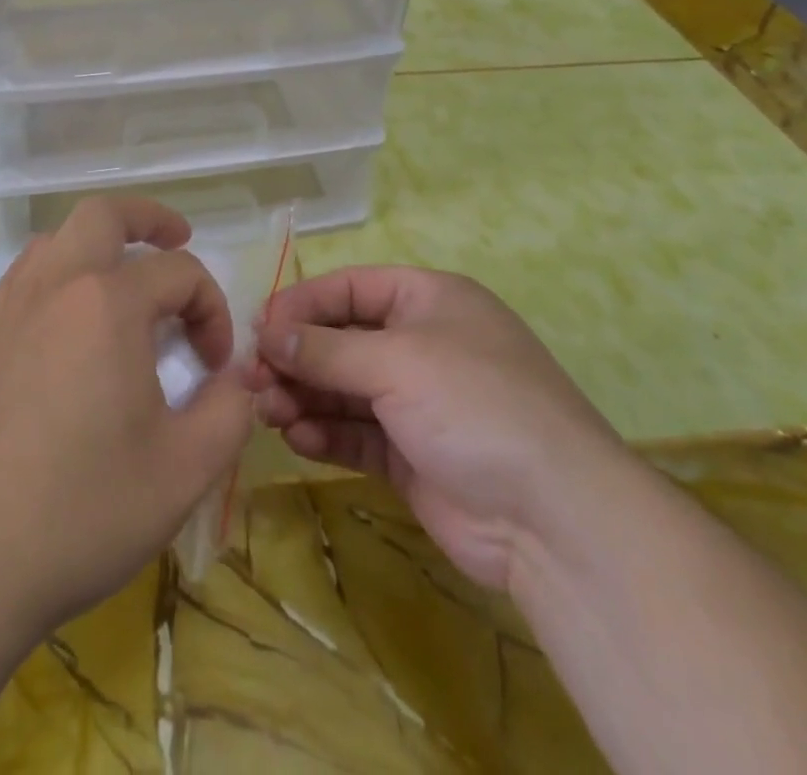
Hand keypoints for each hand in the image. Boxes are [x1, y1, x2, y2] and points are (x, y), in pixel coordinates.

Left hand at [0, 197, 253, 644]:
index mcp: (107, 305)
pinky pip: (28, 274)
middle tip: (179, 239)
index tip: (216, 365)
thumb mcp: (186, 469)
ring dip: (100, 241)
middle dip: (149, 218)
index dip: (212, 309)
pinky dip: (61, 270)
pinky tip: (75, 318)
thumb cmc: (83, 512)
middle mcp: (56, 287)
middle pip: (103, 215)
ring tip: (127, 276)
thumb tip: (239, 376)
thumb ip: (231, 409)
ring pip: (58, 238)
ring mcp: (11, 310)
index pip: (179, 273)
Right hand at [253, 265, 628, 590]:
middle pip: (342, 340)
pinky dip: (325, 432)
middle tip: (252, 379)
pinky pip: (357, 432)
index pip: (352, 288)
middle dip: (297, 358)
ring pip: (344, 389)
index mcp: (430, 300)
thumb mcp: (396, 362)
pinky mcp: (412, 454)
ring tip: (267, 411)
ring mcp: (418, 402)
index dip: (303, 303)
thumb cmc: (474, 404)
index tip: (258, 327)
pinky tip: (296, 437)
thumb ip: (325, 350)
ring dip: (304, 396)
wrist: (554, 518)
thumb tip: (267, 334)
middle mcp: (422, 344)